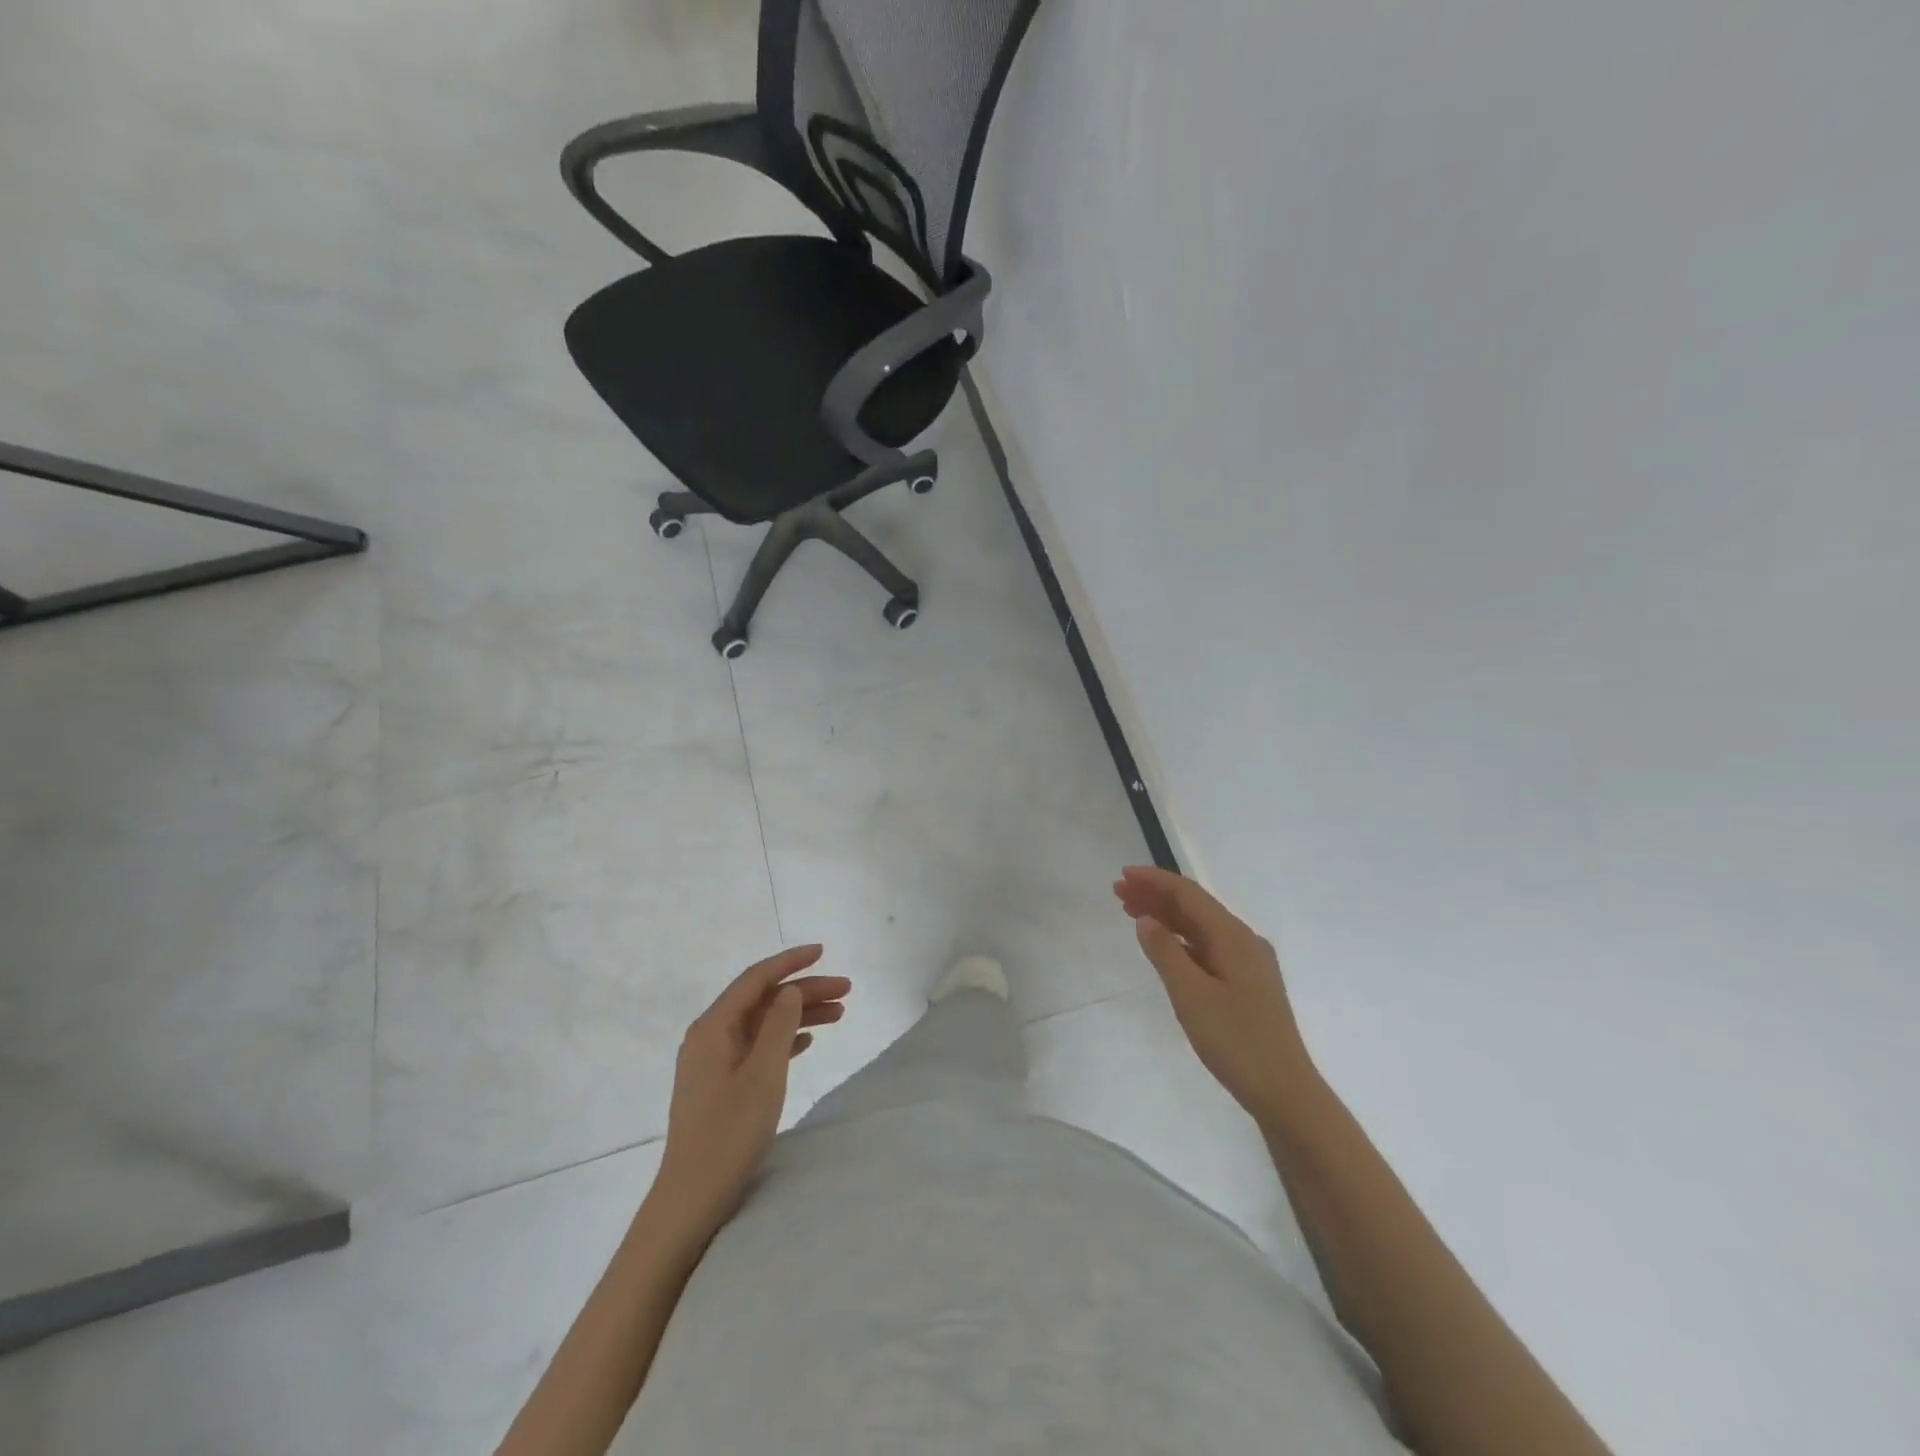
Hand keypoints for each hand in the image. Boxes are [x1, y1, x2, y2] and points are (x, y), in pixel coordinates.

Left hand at [652, 946, 849, 1233]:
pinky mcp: (721, 1084)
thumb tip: (790, 991)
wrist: (692, 1198)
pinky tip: (809, 1041)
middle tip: (847, 991)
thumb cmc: (728, 1133)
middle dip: (804, 991)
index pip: (756, 979)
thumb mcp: (763, 1074)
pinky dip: (785, 1039)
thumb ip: (779, 1025)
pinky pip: (758, 1047)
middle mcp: (710, 1036)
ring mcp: (714, 1062)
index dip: (790, 962)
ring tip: (839, 1015)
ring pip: (763, 1024)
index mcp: (713, 1027)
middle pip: (763, 1000)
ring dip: (799, 1016)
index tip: (823, 951)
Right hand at [1113, 866, 1316, 1122]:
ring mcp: (1247, 962)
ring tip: (1131, 912)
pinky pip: (1207, 947)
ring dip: (1166, 916)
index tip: (1123, 875)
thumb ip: (1165, 953)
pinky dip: (1180, 939)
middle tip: (1118, 893)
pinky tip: (1162, 945)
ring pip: (1200, 927)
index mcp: (1234, 937)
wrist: (1285, 1092)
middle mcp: (1244, 941)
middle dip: (1156, 895)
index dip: (1155, 880)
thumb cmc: (1236, 1042)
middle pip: (1195, 907)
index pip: (1189, 894)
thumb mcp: (1191, 996)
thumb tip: (1145, 919)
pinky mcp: (1246, 982)